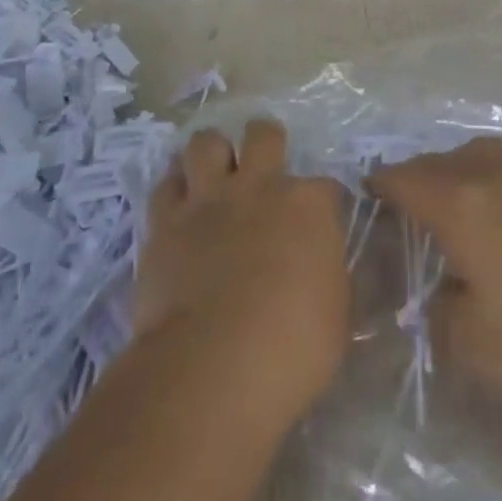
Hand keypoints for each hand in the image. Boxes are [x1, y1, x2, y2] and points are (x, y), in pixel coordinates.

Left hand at [133, 120, 348, 425]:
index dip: (325, 203)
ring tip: (214, 175)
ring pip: (206, 142)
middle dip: (266, 143)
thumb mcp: (336, 313)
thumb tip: (321, 266)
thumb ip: (328, 273)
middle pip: (264, 135)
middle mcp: (259, 187)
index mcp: (309, 206)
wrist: (215, 365)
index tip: (321, 224)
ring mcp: (208, 199)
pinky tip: (179, 206)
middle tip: (263, 170)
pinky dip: (174, 190)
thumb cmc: (293, 348)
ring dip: (212, 154)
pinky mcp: (165, 221)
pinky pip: (166, 185)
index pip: (327, 187)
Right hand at [370, 138, 501, 422]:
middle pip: (441, 161)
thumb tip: (442, 296)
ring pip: (486, 152)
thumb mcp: (474, 348)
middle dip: (417, 175)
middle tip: (406, 202)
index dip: (381, 185)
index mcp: (462, 207)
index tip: (368, 194)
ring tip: (457, 189)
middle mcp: (496, 178)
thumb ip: (440, 315)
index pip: (405, 180)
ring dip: (461, 165)